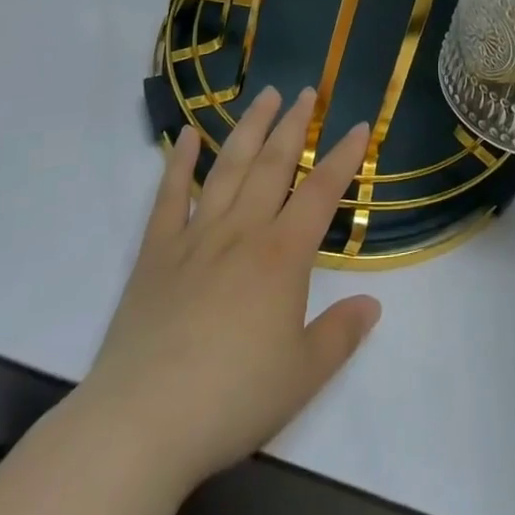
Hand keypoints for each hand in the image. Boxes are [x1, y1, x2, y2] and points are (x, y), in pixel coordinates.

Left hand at [75, 88, 380, 499]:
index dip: (344, 157)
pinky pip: (170, 196)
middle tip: (307, 92)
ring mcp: (196, 236)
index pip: (322, 191)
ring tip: (264, 95)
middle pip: (274, 164)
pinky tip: (186, 135)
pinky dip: (178, 162)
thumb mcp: (303, 376)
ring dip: (249, 128)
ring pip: (229, 167)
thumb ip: (341, 334)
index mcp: (282, 255)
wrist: (142, 422)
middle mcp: (242, 231)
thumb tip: (373, 303)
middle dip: (294, 125)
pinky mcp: (156, 252)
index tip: (360, 126)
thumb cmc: (232, 399)